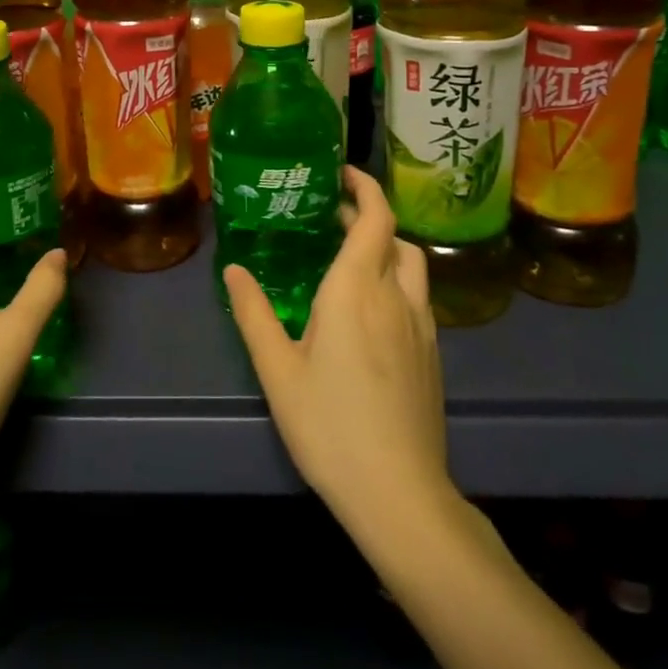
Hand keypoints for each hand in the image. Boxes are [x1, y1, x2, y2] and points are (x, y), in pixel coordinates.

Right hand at [223, 167, 450, 529]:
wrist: (400, 495)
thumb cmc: (330, 426)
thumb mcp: (278, 370)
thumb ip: (254, 313)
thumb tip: (234, 268)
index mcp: (356, 290)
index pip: (376, 218)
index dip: (365, 188)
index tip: (342, 174)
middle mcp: (395, 297)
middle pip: (395, 238)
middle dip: (368, 216)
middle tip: (334, 216)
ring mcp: (422, 327)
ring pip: (412, 266)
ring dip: (387, 247)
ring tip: (353, 256)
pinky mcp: (433, 354)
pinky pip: (418, 296)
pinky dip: (397, 279)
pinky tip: (371, 308)